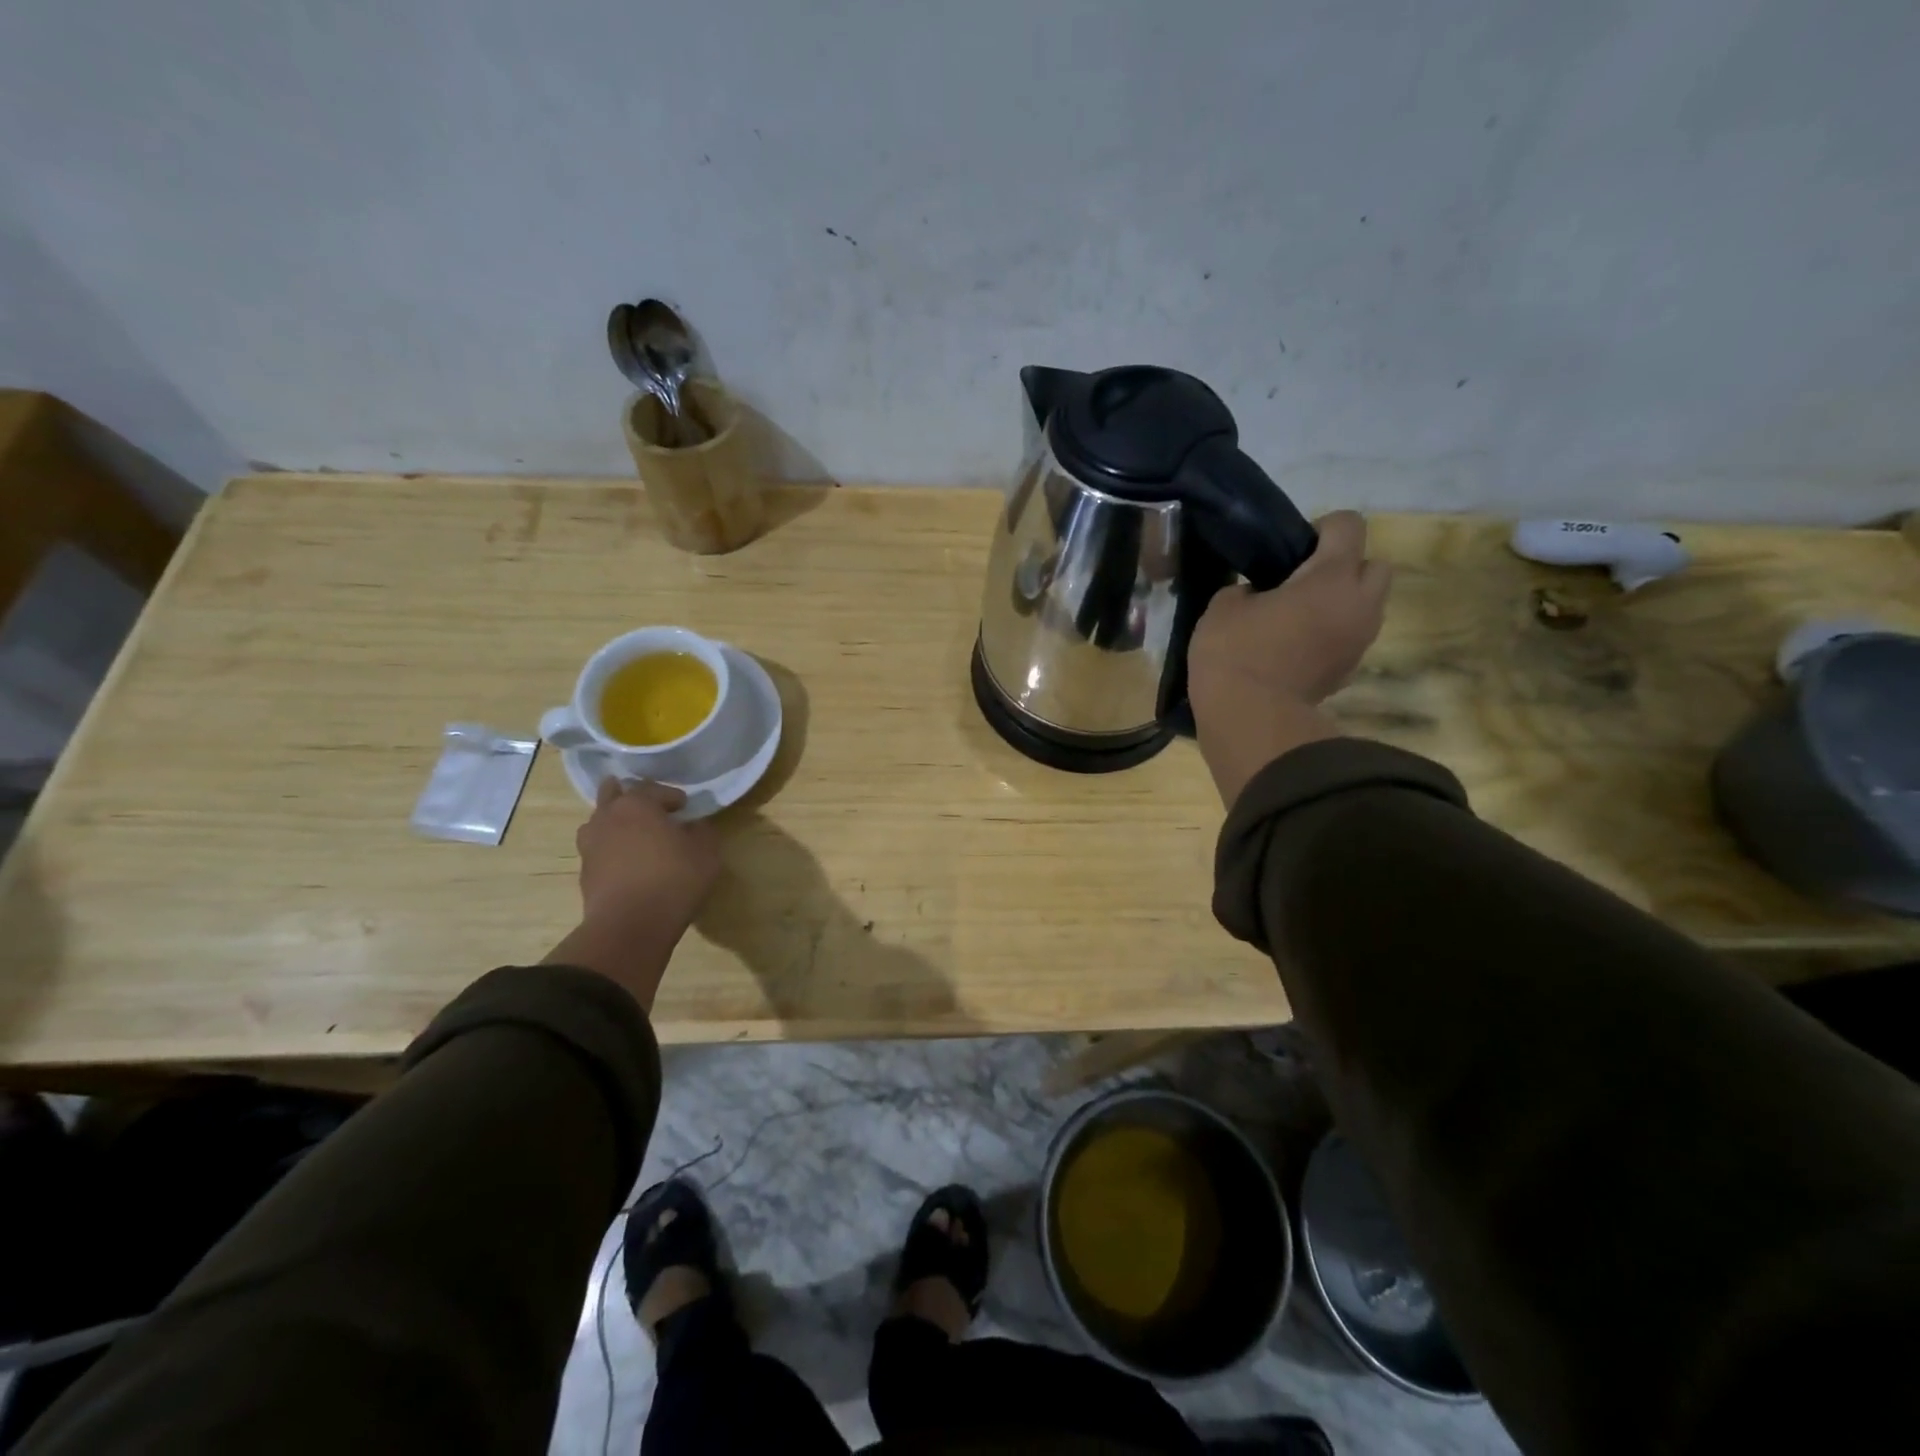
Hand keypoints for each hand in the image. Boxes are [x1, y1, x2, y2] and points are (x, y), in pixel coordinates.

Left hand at [575, 778, 721, 931]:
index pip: (654, 788)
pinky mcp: (584, 873)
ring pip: (600, 822)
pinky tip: (627, 863)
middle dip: (630, 796)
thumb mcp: (707, 852)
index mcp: (637, 804)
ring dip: (616, 823)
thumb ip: (703, 831)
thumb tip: (695, 826)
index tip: (685, 808)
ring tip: (635, 836)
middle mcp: (607, 817)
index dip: (672, 796)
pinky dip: (611, 850)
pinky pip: (598, 850)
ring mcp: (590, 845)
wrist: (630, 925)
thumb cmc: (674, 879)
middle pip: (613, 795)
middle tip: (649, 808)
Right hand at [1187, 511, 1391, 802]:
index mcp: (1332, 578)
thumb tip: (1256, 596)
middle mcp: (1359, 605)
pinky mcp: (1349, 673)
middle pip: (1375, 566)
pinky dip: (1332, 636)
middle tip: (1303, 582)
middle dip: (1347, 567)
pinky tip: (1297, 649)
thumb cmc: (1234, 654)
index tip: (1291, 549)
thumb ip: (1246, 590)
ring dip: (1341, 604)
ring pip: (1367, 606)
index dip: (1321, 528)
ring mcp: (1359, 642)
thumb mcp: (1223, 608)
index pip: (1349, 526)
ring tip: (1299, 617)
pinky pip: (1350, 639)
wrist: (1250, 720)